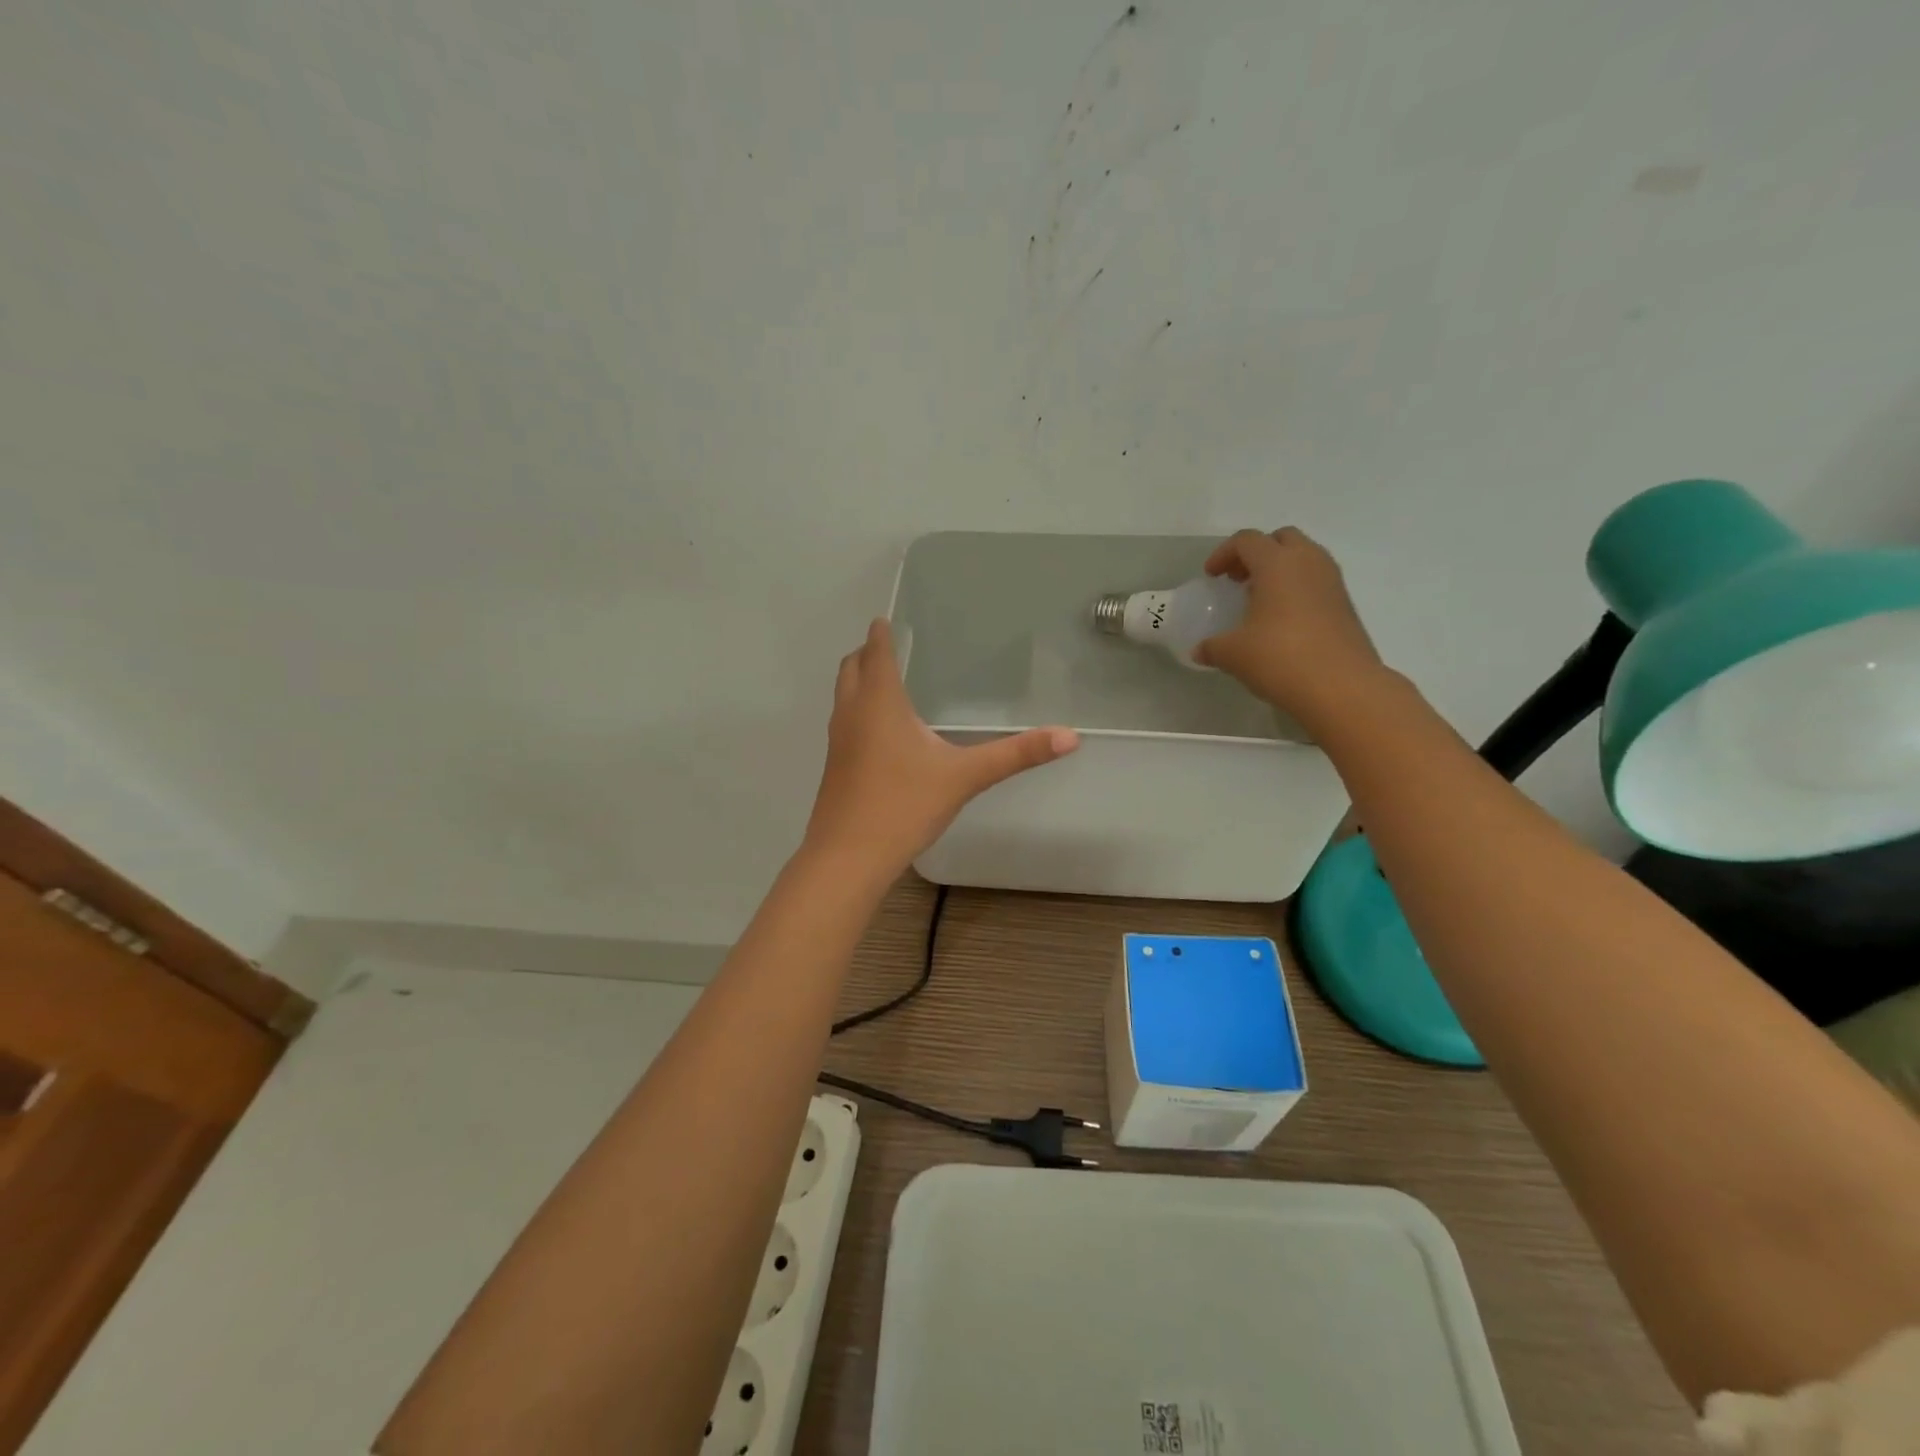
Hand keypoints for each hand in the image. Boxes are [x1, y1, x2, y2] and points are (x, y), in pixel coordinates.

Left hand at [803, 619, 1078, 875]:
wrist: (847, 857)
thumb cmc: (904, 805)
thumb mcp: (965, 777)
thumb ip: (1016, 754)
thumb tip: (1070, 736)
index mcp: (880, 702)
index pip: (876, 652)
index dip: (881, 633)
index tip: (887, 619)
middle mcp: (852, 713)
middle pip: (851, 668)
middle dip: (867, 653)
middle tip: (890, 648)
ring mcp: (837, 741)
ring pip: (843, 695)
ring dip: (859, 681)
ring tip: (887, 683)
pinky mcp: (834, 766)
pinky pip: (844, 722)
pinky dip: (858, 710)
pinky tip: (882, 734)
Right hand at [1195, 528, 1388, 726]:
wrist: (1341, 687)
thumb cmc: (1280, 658)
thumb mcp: (1233, 654)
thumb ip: (1213, 646)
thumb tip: (1200, 651)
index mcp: (1277, 563)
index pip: (1246, 540)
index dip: (1223, 554)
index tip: (1211, 577)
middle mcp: (1308, 562)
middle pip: (1281, 538)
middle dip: (1257, 553)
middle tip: (1239, 580)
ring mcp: (1332, 582)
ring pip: (1304, 557)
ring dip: (1280, 570)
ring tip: (1260, 599)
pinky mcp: (1345, 605)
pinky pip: (1317, 581)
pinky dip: (1297, 588)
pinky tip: (1282, 621)